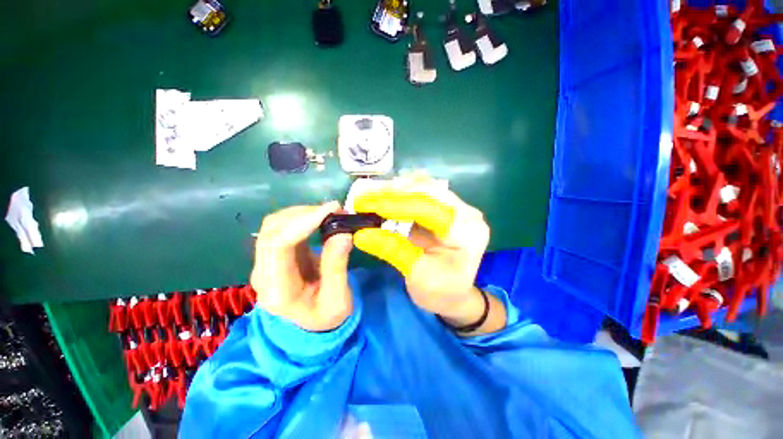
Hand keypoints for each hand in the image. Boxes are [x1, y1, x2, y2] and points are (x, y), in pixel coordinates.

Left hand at [250, 202, 353, 331]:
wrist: (311, 325)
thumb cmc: (326, 317)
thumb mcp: (338, 299)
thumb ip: (337, 267)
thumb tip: (343, 233)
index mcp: (277, 290)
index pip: (278, 245)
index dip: (303, 222)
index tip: (332, 210)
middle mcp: (263, 273)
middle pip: (272, 230)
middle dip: (304, 213)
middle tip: (335, 210)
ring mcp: (266, 262)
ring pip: (274, 224)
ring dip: (303, 213)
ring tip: (330, 213)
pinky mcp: (275, 254)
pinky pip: (282, 227)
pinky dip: (302, 217)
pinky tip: (320, 218)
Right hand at [353, 187, 505, 335]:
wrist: (453, 294)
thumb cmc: (440, 291)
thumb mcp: (417, 276)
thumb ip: (393, 250)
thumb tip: (361, 234)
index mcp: (468, 232)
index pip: (430, 209)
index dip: (397, 205)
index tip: (368, 206)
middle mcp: (466, 214)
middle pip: (428, 191)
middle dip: (394, 192)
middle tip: (365, 197)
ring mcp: (457, 208)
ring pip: (423, 188)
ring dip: (395, 190)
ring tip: (371, 195)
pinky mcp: (445, 208)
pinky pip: (421, 194)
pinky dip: (400, 194)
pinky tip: (383, 197)